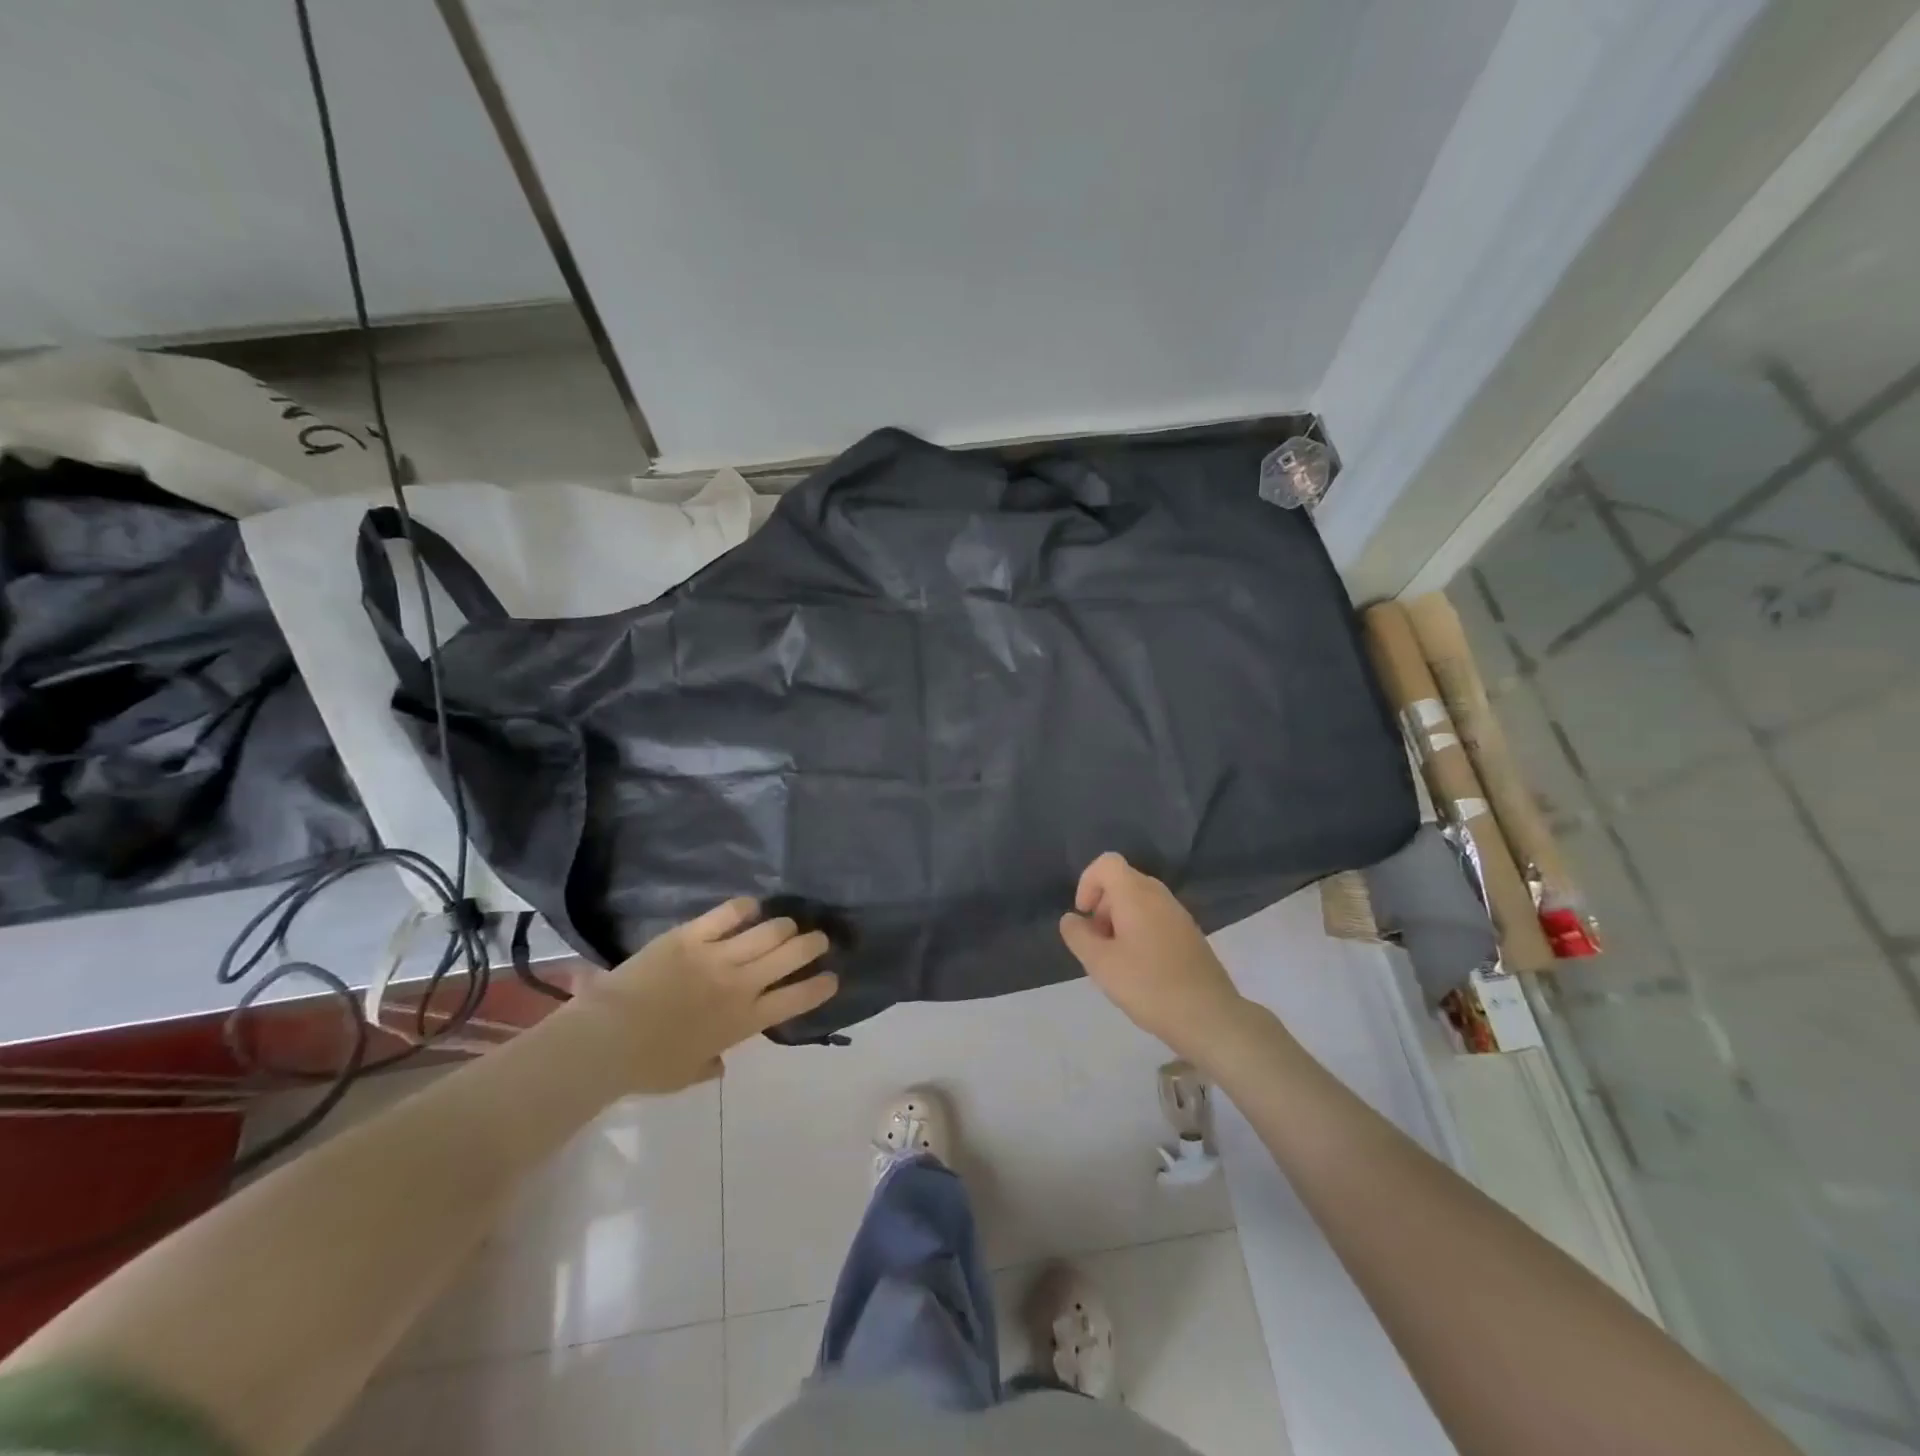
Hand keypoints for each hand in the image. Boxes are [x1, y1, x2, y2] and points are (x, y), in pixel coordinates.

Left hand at [584, 898, 836, 1092]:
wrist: (605, 1039)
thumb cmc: (646, 1066)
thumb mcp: (686, 1074)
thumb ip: (711, 1065)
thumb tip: (720, 1063)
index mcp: (744, 1021)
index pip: (798, 998)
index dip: (821, 986)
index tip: (832, 977)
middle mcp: (741, 984)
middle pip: (792, 954)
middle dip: (813, 944)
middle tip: (818, 939)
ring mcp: (718, 956)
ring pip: (770, 930)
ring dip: (785, 926)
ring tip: (787, 925)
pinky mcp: (692, 935)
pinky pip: (729, 913)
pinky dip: (745, 908)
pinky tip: (750, 908)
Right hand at [1058, 852, 1245, 1059]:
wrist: (1209, 1017)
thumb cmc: (1149, 986)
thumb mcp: (1100, 964)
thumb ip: (1078, 936)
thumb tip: (1071, 919)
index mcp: (1136, 895)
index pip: (1107, 863)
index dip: (1087, 882)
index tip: (1084, 915)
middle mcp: (1159, 896)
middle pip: (1122, 881)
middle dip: (1102, 906)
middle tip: (1097, 943)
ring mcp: (1179, 914)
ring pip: (1139, 901)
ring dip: (1119, 921)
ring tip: (1116, 959)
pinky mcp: (1190, 934)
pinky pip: (1156, 918)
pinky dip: (1139, 931)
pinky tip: (1140, 968)